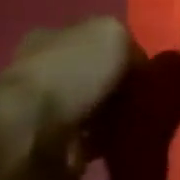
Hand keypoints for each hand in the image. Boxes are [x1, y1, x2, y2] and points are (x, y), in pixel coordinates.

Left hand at [0, 17, 135, 179]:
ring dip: (116, 115)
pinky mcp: (52, 145)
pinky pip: (93, 138)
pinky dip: (108, 140)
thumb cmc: (72, 73)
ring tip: (139, 119)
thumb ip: (128, 43)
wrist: (34, 133)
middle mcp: (42, 71)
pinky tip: (122, 138)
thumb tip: (137, 65)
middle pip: (93, 74)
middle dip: (119, 85)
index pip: (90, 39)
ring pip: (95, 107)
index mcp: (49, 38)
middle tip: (145, 94)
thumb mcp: (111, 34)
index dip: (120, 51)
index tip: (143, 66)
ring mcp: (44, 111)